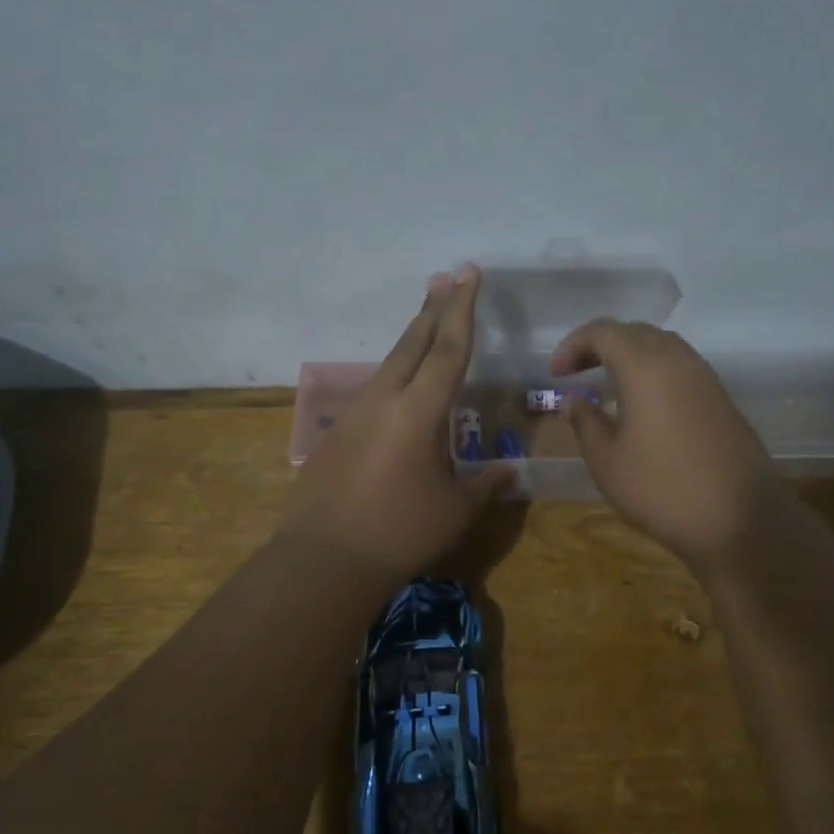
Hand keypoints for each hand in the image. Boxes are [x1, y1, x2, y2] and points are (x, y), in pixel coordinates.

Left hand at [279, 268, 506, 583]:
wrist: (324, 560)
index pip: (448, 349)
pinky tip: (400, 388)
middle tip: (445, 277)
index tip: (468, 273)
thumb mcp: (455, 510)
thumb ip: (485, 484)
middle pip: (412, 343)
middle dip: (433, 308)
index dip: (462, 310)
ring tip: (426, 322)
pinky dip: (395, 376)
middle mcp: (384, 401)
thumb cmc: (400, 533)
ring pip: (389, 364)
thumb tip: (510, 471)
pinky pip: (374, 392)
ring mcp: (354, 415)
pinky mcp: (336, 434)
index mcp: (418, 412)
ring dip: (412, 340)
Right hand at [552, 319, 787, 577]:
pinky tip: (642, 405)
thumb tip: (574, 400)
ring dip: (629, 357)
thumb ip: (586, 422)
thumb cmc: (661, 489)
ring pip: (661, 347)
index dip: (573, 345)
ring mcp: (705, 378)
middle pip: (634, 332)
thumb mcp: (607, 461)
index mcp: (645, 367)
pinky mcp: (721, 399)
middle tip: (576, 373)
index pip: (603, 332)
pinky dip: (653, 372)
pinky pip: (680, 368)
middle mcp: (678, 360)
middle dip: (600, 346)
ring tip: (607, 386)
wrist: (740, 520)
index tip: (555, 375)